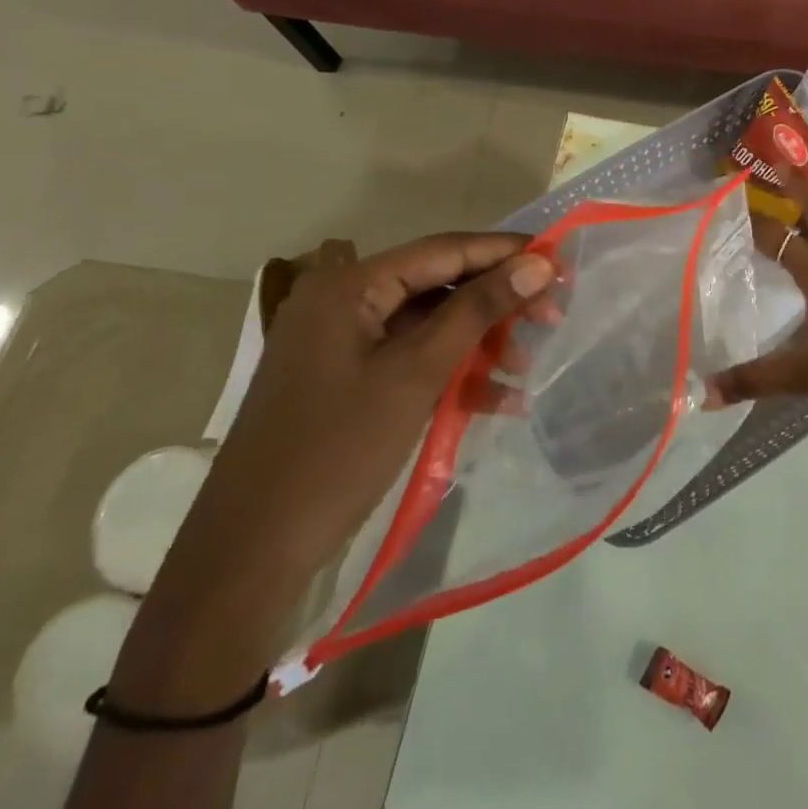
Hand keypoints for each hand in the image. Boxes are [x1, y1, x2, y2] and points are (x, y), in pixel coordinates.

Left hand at [193, 234, 555, 584]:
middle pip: (437, 286)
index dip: (504, 252)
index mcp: (348, 286)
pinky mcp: (346, 381)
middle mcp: (343, 301)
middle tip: (551, 317)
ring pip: (429, 325)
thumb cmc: (336, 452)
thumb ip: (479, 310)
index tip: (559, 261)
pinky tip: (495, 398)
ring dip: (478, 342)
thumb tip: (539, 261)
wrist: (248, 558)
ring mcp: (342, 343)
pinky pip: (411, 359)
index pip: (443, 250)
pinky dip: (451, 373)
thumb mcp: (417, 373)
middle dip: (495, 303)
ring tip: (525, 366)